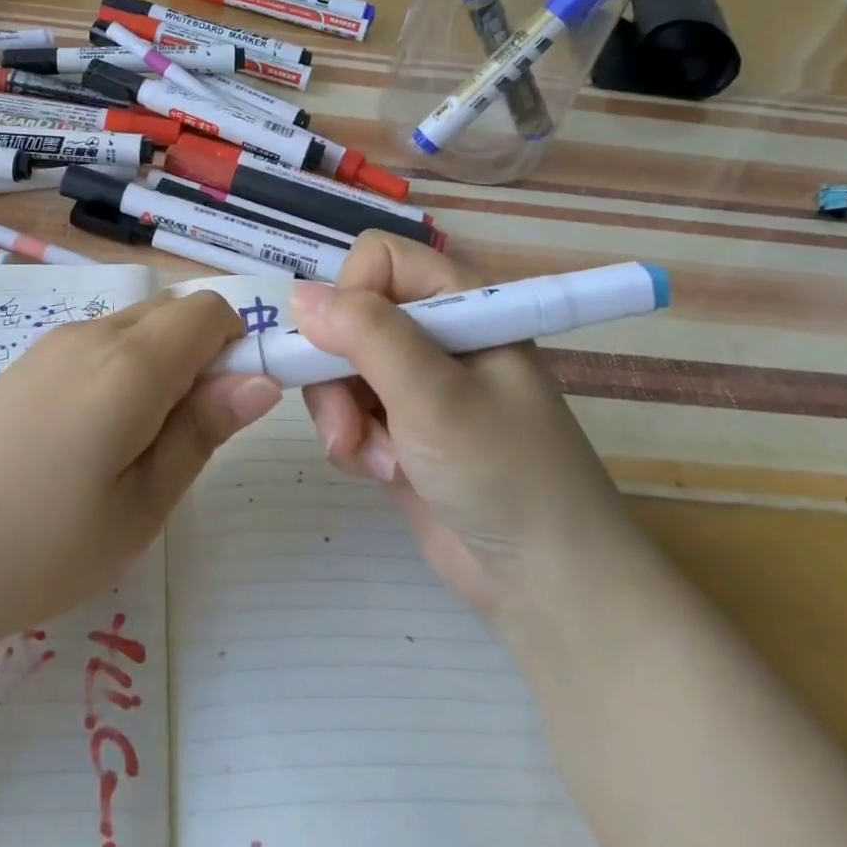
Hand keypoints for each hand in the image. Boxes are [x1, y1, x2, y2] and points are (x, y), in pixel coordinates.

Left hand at [0, 291, 280, 667]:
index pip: (211, 309)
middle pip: (173, 313)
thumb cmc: (34, 548)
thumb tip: (260, 380)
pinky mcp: (22, 368)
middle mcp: (90, 333)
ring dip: (160, 369)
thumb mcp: (139, 507)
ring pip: (134, 330)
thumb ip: (201, 431)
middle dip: (202, 358)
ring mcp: (49, 346)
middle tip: (185, 442)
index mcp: (129, 361)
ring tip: (134, 455)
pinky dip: (121, 376)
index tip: (234, 408)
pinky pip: (96, 349)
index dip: (239, 345)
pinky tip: (88, 447)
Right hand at [292, 234, 628, 615]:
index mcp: (461, 303)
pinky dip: (351, 440)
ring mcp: (416, 383)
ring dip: (341, 413)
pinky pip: (346, 410)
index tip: (342, 347)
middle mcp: (436, 334)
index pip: (379, 259)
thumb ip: (367, 334)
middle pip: (348, 315)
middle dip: (336, 369)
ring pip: (338, 365)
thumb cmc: (504, 473)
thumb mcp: (434, 395)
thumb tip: (299, 295)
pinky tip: (381, 472)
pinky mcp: (400, 427)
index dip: (350, 295)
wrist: (547, 586)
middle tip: (348, 421)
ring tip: (373, 458)